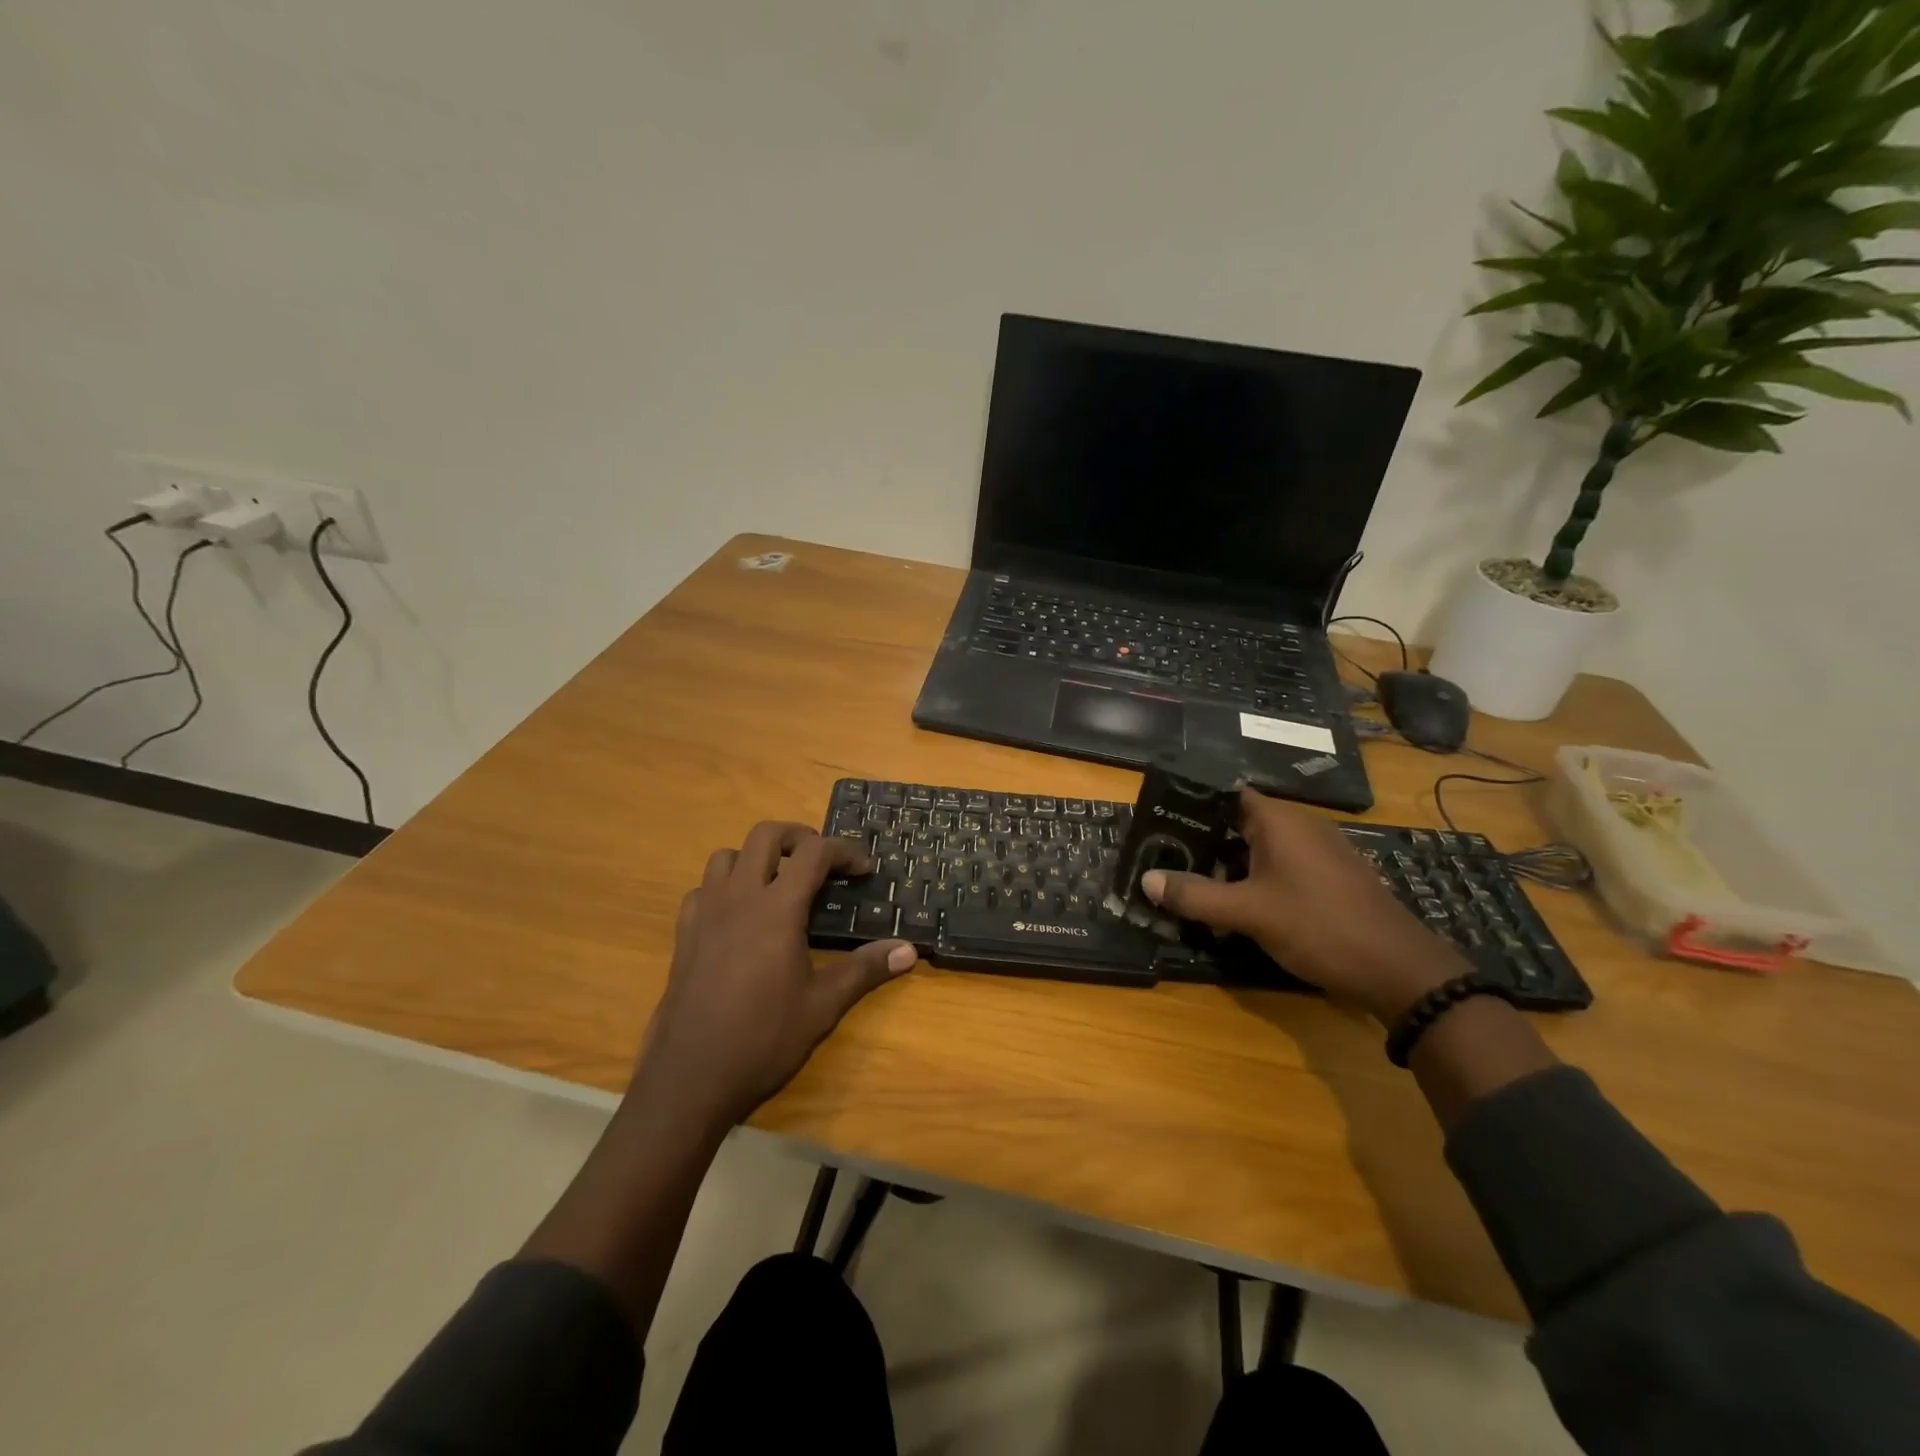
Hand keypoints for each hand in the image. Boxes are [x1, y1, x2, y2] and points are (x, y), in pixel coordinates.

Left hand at [636, 822, 916, 1127]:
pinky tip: (738, 916)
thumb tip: (910, 950)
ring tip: (778, 883)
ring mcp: (705, 913)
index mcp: (777, 909)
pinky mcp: (684, 934)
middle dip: (799, 837)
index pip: (815, 853)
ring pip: (726, 855)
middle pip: (766, 835)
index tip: (864, 869)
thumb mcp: (823, 1006)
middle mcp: (739, 898)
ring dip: (756, 857)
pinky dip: (724, 887)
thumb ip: (865, 970)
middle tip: (822, 862)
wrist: (690, 1077)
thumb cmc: (763, 1039)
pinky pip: (702, 889)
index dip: (845, 851)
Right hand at [1142, 788, 1466, 1023]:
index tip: (1158, 821)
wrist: (1399, 971)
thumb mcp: (1249, 913)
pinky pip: (1279, 867)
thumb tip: (1146, 880)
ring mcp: (1319, 852)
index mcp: (1280, 821)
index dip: (1191, 804)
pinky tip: (1233, 904)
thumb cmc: (1319, 927)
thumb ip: (1195, 896)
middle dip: (1202, 840)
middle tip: (1163, 857)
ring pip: (1258, 848)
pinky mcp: (1329, 878)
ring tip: (1189, 882)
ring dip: (1226, 864)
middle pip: (1238, 822)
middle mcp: (1300, 827)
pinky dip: (1252, 879)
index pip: (1225, 794)